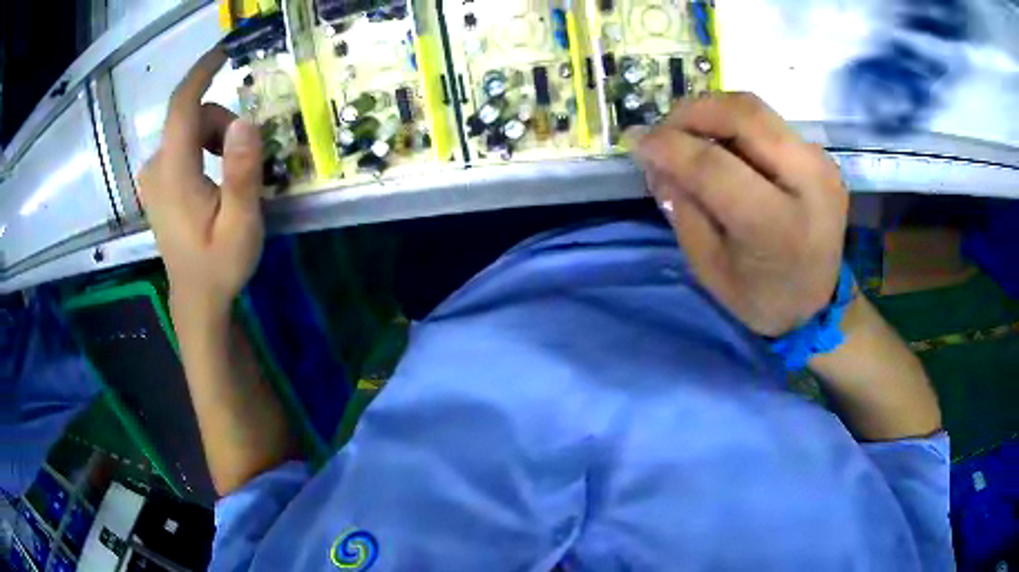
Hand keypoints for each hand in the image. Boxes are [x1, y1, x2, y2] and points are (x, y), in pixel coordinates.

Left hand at [139, 48, 263, 317]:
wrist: (195, 298)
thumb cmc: (219, 265)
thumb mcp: (241, 225)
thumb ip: (241, 174)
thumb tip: (244, 122)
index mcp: (174, 175)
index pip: (182, 107)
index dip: (201, 74)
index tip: (223, 53)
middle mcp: (156, 168)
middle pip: (191, 117)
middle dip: (222, 125)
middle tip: (243, 161)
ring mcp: (152, 175)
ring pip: (187, 129)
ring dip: (214, 137)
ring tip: (228, 176)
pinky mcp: (156, 181)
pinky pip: (180, 143)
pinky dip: (202, 146)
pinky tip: (211, 176)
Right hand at [632, 93, 848, 336]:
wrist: (819, 304)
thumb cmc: (761, 297)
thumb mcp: (710, 266)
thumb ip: (682, 208)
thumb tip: (655, 159)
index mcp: (778, 226)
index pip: (715, 166)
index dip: (669, 146)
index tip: (635, 142)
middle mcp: (809, 182)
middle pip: (743, 115)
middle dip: (691, 112)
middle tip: (663, 130)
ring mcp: (820, 164)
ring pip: (756, 109)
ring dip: (711, 112)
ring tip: (687, 134)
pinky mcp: (821, 156)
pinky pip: (769, 123)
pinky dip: (734, 125)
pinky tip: (721, 145)